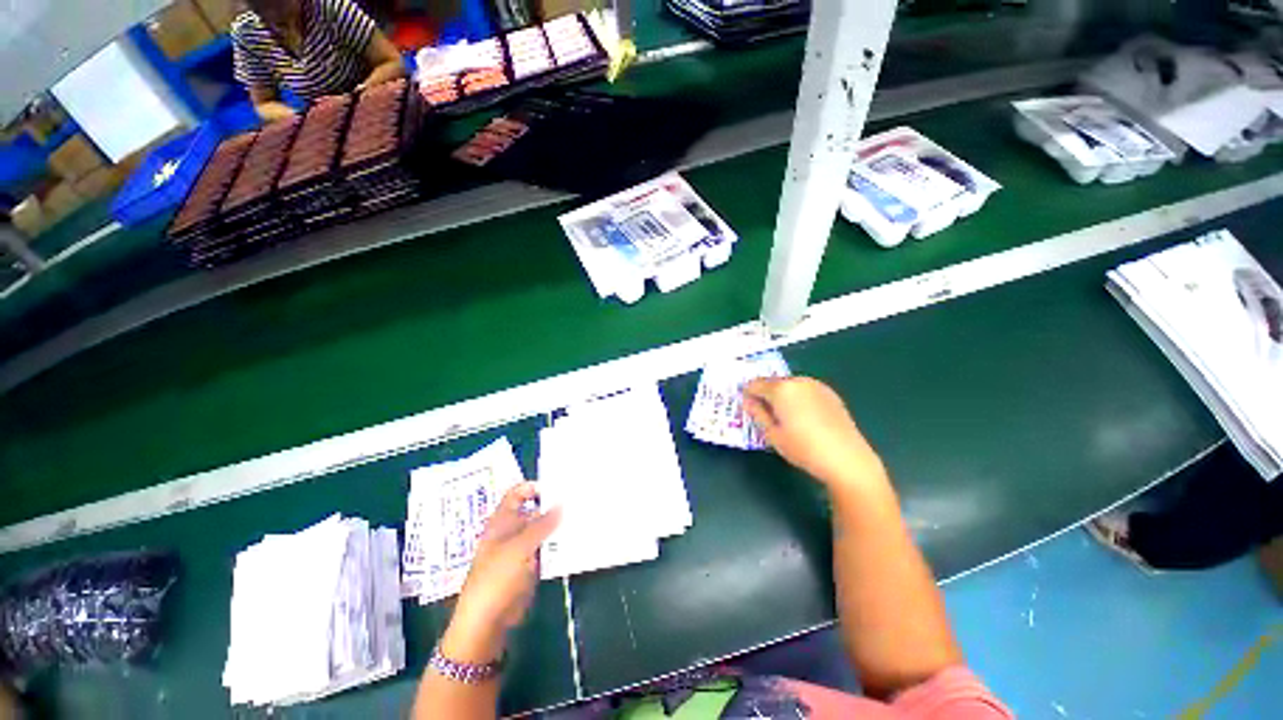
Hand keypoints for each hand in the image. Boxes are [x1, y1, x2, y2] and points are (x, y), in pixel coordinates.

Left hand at [443, 483, 559, 662]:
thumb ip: (542, 525)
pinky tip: (575, 538)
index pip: (517, 494)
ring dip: (558, 524)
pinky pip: (547, 548)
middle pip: (533, 510)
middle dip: (552, 505)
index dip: (534, 487)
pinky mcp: (530, 565)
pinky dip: (558, 543)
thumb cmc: (496, 578)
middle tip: (577, 498)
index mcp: (502, 521)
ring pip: (542, 529)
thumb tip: (562, 504)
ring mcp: (522, 548)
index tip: (557, 486)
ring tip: (581, 515)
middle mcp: (512, 530)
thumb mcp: (519, 547)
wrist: (487, 621)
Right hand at [744, 377, 885, 489]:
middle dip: (766, 394)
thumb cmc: (803, 449)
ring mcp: (816, 386)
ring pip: (790, 385)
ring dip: (783, 396)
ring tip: (786, 418)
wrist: (847, 459)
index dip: (748, 394)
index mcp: (781, 389)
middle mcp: (798, 381)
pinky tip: (804, 418)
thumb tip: (748, 401)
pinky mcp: (830, 394)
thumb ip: (757, 413)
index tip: (748, 408)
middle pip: (773, 382)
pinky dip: (799, 398)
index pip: (755, 384)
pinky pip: (805, 390)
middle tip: (766, 415)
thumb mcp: (772, 434)